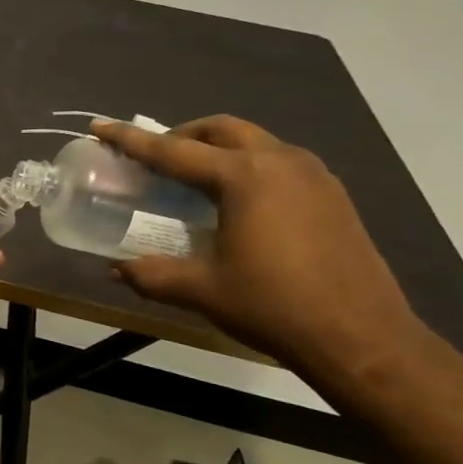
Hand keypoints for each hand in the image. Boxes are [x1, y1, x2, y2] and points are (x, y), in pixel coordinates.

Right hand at [92, 116, 423, 376]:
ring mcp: (313, 175)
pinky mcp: (333, 194)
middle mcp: (279, 161)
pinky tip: (241, 200)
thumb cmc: (274, 307)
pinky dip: (249, 165)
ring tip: (195, 177)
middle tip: (156, 156)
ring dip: (218, 147)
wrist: (362, 338)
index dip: (131, 140)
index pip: (173, 151)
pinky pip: (280, 161)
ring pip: (255, 141)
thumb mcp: (203, 291)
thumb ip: (152, 275)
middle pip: (220, 130)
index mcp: (243, 177)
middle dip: (182, 135)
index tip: (100, 126)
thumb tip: (115, 270)